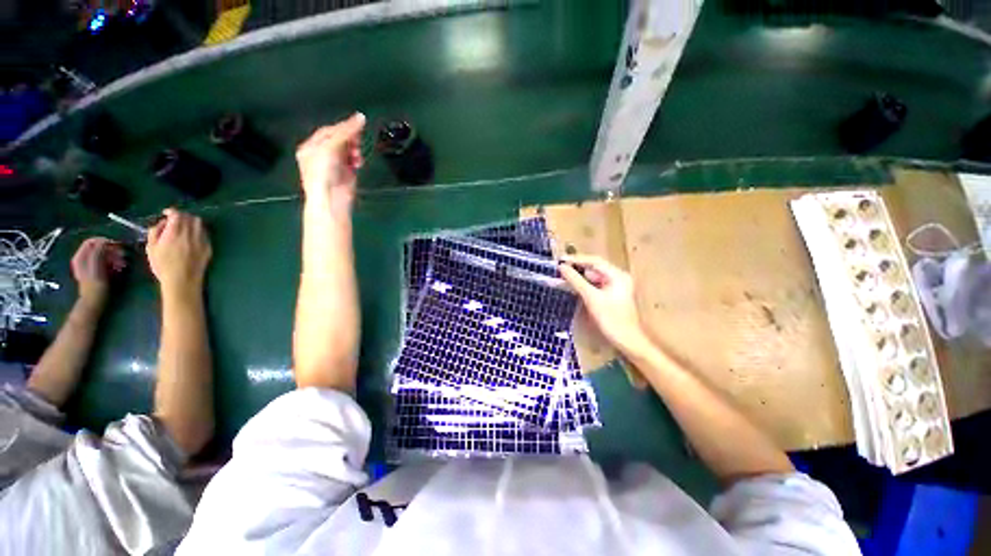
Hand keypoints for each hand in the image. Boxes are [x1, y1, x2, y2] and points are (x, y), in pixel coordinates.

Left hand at [71, 237, 125, 305]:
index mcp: (81, 256)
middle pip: (98, 248)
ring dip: (114, 257)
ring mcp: (88, 265)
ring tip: (123, 264)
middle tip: (123, 256)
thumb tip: (104, 242)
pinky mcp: (95, 271)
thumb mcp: (97, 267)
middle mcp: (83, 259)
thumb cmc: (96, 286)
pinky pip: (104, 262)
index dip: (105, 241)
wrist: (93, 302)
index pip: (92, 241)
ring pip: (102, 255)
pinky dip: (112, 263)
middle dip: (111, 251)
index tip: (118, 246)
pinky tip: (119, 268)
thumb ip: (98, 252)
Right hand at [146, 208, 211, 297]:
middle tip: (174, 220)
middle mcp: (190, 234)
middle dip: (182, 216)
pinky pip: (204, 234)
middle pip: (190, 217)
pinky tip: (191, 237)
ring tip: (183, 227)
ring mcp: (202, 240)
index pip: (177, 214)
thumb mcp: (151, 248)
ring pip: (199, 224)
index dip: (171, 211)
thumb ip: (155, 232)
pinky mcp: (208, 247)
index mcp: (175, 232)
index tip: (166, 213)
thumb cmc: (163, 266)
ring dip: (191, 222)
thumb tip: (161, 223)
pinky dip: (198, 231)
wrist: (183, 280)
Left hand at [295, 113, 365, 206]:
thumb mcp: (330, 148)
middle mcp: (322, 155)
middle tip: (358, 141)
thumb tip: (360, 117)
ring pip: (348, 150)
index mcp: (311, 147)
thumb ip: (345, 132)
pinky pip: (353, 161)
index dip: (343, 126)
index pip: (329, 131)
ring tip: (357, 155)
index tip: (359, 122)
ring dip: (355, 149)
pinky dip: (357, 159)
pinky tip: (358, 162)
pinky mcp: (346, 174)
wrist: (331, 199)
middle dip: (350, 139)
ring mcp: (335, 165)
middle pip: (339, 139)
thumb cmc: (323, 173)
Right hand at [558, 254, 648, 353]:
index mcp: (618, 275)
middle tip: (559, 269)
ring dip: (578, 278)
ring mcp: (614, 287)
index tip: (560, 260)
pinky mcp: (610, 296)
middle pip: (594, 268)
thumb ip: (576, 281)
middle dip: (577, 269)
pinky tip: (572, 286)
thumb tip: (562, 268)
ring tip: (562, 277)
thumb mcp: (592, 298)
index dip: (576, 259)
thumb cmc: (612, 319)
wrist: (627, 341)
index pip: (595, 261)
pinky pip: (594, 286)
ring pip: (593, 278)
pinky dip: (583, 286)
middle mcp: (617, 277)